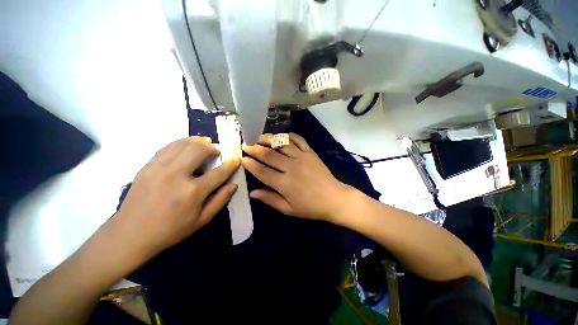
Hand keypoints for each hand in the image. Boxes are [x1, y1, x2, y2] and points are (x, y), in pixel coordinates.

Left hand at [113, 136, 239, 258]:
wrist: (130, 234)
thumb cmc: (170, 230)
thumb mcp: (201, 221)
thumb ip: (220, 200)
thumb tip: (234, 185)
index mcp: (192, 192)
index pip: (219, 172)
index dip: (231, 164)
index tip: (236, 159)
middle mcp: (176, 175)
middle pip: (199, 150)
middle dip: (213, 148)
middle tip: (217, 151)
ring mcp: (159, 168)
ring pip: (183, 144)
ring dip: (198, 141)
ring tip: (205, 144)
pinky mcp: (147, 166)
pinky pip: (168, 146)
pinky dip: (181, 142)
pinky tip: (187, 145)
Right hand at [242, 133, 350, 221]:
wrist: (334, 198)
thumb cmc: (310, 207)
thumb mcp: (289, 209)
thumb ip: (270, 199)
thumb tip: (252, 192)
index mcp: (284, 183)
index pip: (262, 171)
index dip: (251, 164)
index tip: (242, 158)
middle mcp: (291, 167)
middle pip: (269, 155)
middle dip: (255, 149)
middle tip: (245, 144)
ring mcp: (302, 157)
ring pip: (282, 144)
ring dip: (269, 139)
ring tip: (259, 136)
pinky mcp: (310, 153)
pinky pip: (298, 140)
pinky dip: (289, 136)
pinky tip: (281, 135)